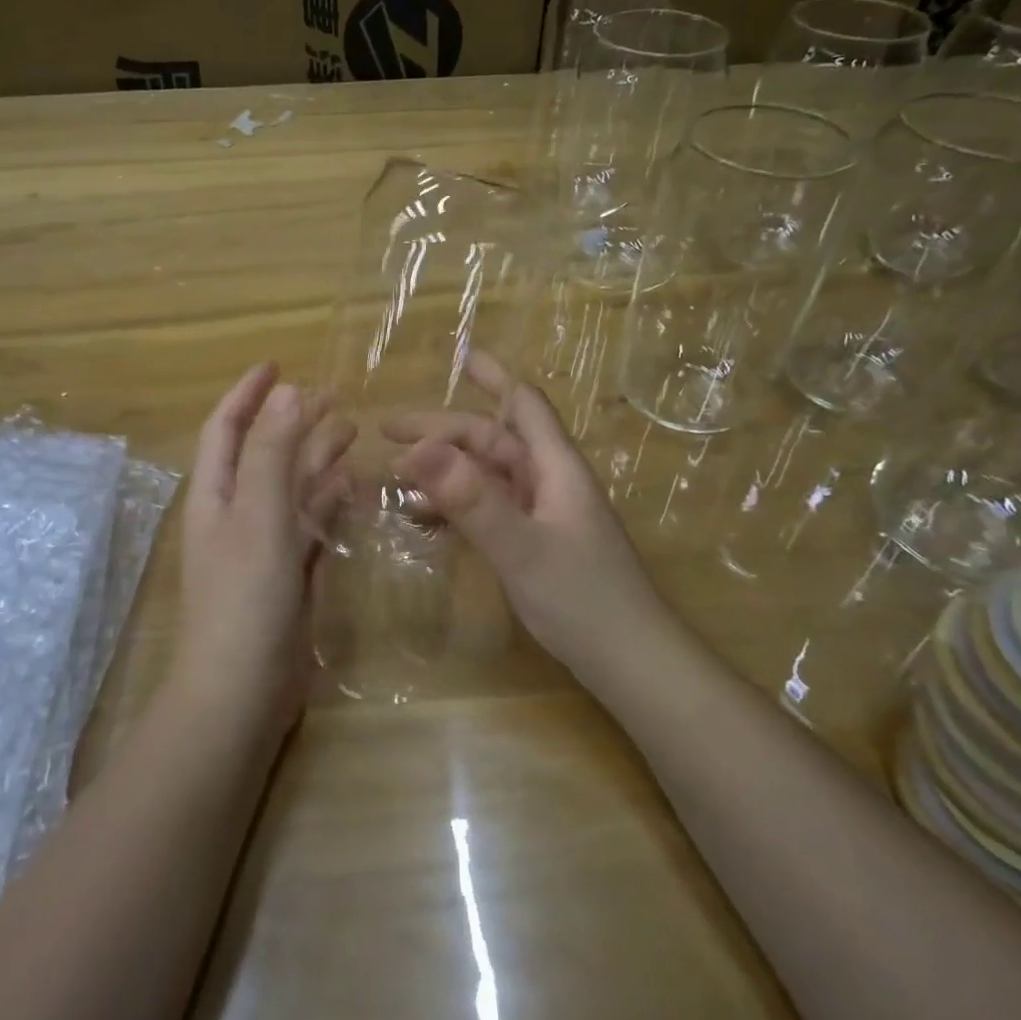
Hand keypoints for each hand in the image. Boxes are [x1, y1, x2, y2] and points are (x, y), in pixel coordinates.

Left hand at [173, 364, 352, 734]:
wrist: (242, 690)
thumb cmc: (245, 597)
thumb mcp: (258, 516)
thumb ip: (272, 453)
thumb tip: (287, 392)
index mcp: (216, 494)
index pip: (227, 427)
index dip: (248, 393)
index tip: (278, 363)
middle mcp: (235, 512)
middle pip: (264, 452)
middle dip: (294, 421)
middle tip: (334, 397)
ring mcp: (261, 544)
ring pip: (289, 487)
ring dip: (315, 457)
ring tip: (352, 431)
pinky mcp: (286, 573)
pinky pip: (307, 523)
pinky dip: (326, 501)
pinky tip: (351, 487)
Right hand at [385, 351, 668, 677]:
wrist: (632, 664)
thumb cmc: (584, 600)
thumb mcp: (521, 548)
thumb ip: (471, 500)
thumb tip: (418, 449)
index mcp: (555, 467)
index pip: (523, 404)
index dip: (493, 375)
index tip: (457, 355)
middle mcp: (550, 482)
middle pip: (493, 440)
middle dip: (442, 432)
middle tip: (387, 434)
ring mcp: (544, 514)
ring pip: (488, 476)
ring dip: (445, 469)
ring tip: (394, 476)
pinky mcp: (537, 543)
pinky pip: (489, 510)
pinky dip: (456, 507)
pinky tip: (424, 519)